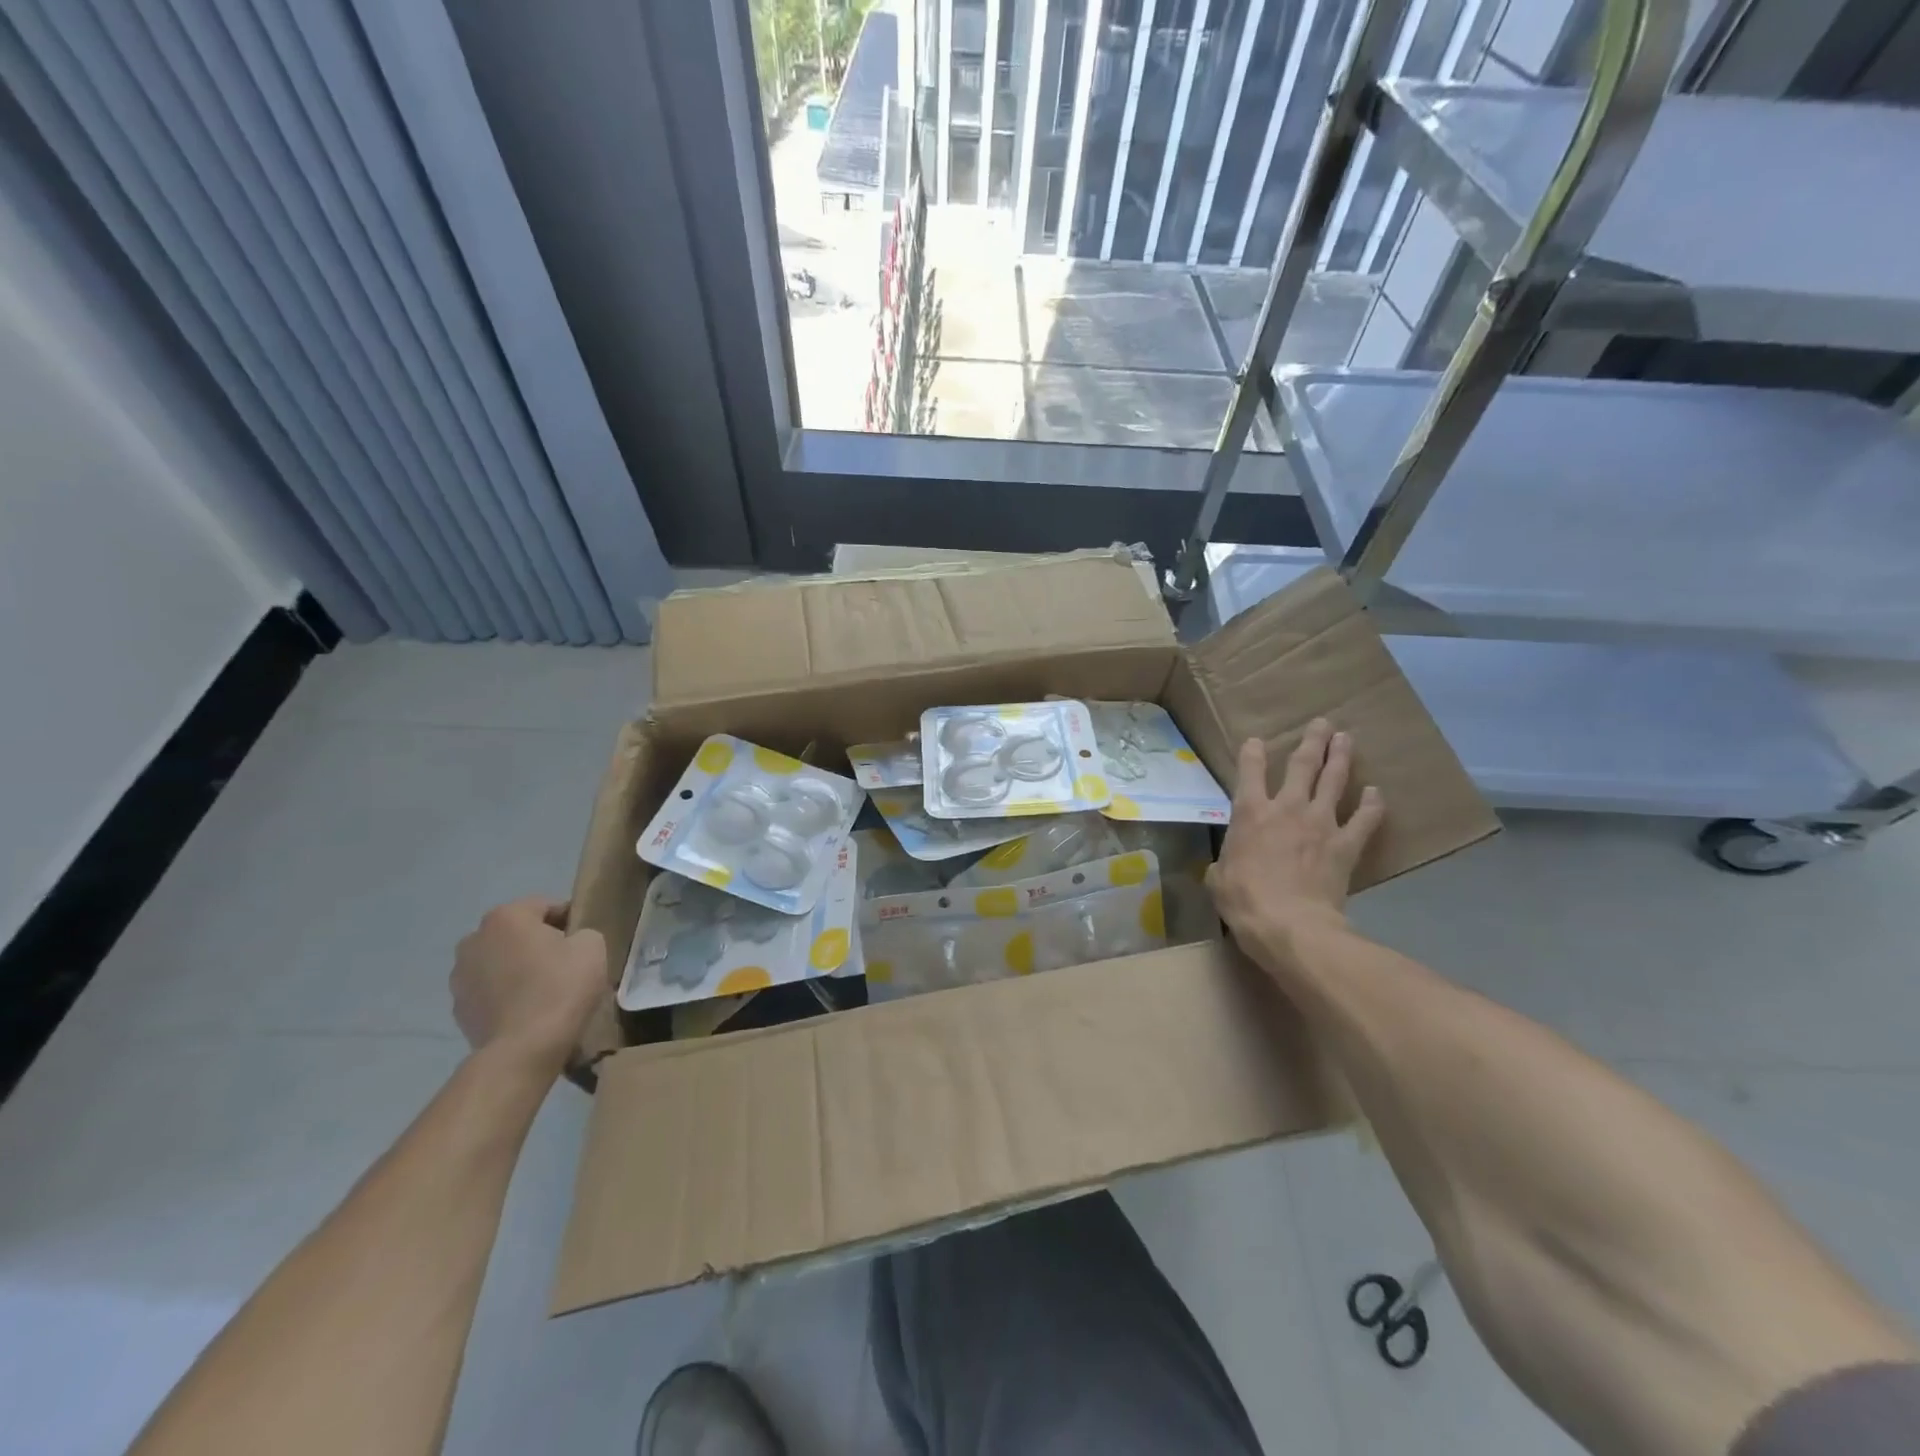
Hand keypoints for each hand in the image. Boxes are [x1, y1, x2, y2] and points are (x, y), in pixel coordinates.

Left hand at [451, 898, 608, 1075]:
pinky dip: (506, 995)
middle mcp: (474, 939)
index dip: (569, 920)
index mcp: (506, 917)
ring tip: (544, 990)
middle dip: (538, 943)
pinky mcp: (458, 1009)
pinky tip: (528, 1011)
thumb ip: (582, 933)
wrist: (523, 1048)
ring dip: (518, 969)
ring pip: (499, 962)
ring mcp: (460, 977)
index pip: (545, 906)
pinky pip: (489, 991)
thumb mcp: (592, 946)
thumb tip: (570, 943)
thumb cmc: (560, 986)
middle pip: (516, 933)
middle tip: (565, 964)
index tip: (583, 941)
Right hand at [1207, 720, 1385, 960]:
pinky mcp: (1345, 844)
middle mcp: (1286, 807)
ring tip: (1346, 738)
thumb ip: (1222, 864)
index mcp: (1249, 813)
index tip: (1256, 741)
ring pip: (1334, 780)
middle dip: (1312, 741)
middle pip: (1302, 765)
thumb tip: (1223, 867)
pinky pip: (1363, 820)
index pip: (1249, 771)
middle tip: (1322, 723)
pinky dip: (1372, 805)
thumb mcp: (1218, 879)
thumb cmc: (1244, 900)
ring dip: (1341, 758)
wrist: (1290, 924)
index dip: (1252, 753)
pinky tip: (1376, 793)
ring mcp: (1320, 823)